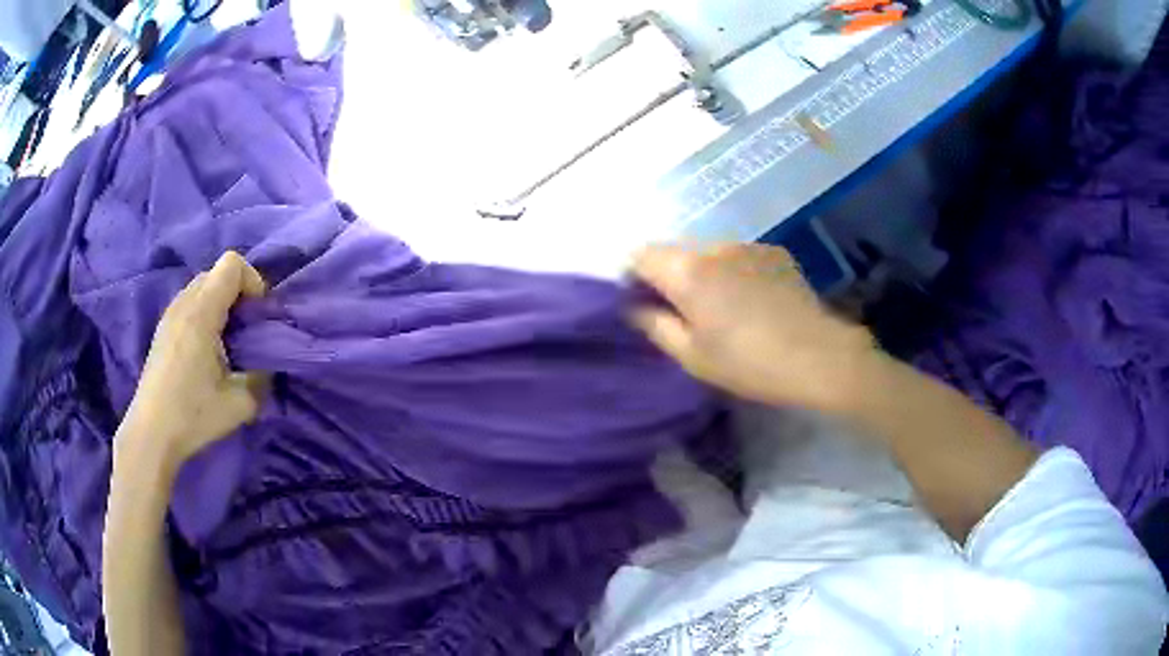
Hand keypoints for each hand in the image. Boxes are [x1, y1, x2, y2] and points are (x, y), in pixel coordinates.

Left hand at [120, 252, 269, 468]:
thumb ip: (262, 376)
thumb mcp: (240, 403)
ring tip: (227, 343)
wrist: (151, 434)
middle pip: (217, 273)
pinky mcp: (163, 330)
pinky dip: (205, 315)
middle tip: (247, 331)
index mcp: (201, 312)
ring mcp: (170, 315)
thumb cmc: (193, 415)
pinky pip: (190, 304)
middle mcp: (183, 303)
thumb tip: (268, 364)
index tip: (259, 317)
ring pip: (202, 288)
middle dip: (239, 294)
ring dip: (221, 305)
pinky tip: (207, 352)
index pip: (232, 264)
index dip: (253, 281)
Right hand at [630, 243, 878, 410]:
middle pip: (674, 250)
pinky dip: (732, 272)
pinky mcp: (773, 251)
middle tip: (681, 312)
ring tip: (722, 308)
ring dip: (702, 272)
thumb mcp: (693, 356)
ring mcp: (747, 245)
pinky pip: (737, 256)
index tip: (640, 301)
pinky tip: (752, 301)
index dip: (633, 275)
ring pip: (707, 252)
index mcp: (688, 272)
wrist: (819, 356)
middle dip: (668, 275)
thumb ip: (655, 325)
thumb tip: (633, 306)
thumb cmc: (750, 364)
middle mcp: (714, 247)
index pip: (641, 254)